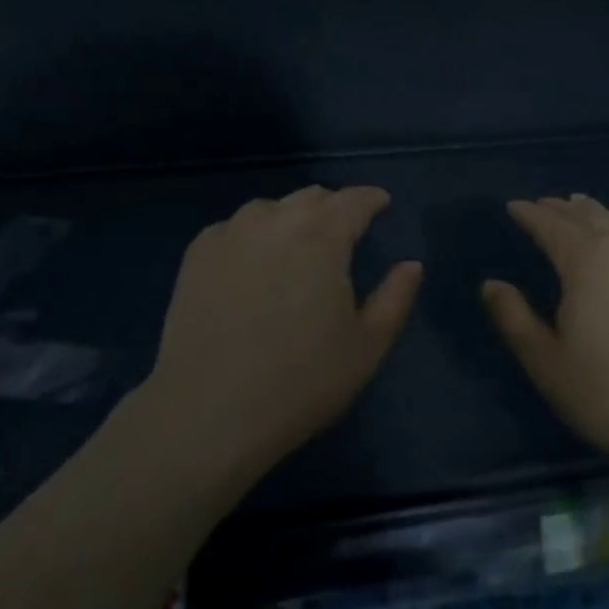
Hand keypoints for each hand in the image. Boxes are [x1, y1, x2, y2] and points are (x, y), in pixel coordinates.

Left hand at [145, 185, 422, 483]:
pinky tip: (250, 261)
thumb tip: (412, 264)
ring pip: (269, 208)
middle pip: (311, 197)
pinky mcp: (197, 253)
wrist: (209, 410)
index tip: (381, 203)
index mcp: (323, 238)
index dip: (371, 198)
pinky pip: (233, 228)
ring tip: (294, 244)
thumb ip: (396, 298)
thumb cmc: (301, 381)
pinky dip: (251, 234)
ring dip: (290, 217)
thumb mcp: (367, 347)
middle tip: (342, 229)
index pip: (353, 201)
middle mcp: (276, 221)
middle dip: (333, 207)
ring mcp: (231, 234)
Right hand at [482, 195, 608, 497]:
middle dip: (558, 209)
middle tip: (539, 205)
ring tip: (576, 204)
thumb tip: (491, 284)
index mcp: (585, 261)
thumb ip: (514, 318)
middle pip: (585, 217)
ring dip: (593, 211)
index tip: (512, 206)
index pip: (550, 226)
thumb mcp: (547, 362)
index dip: (528, 214)